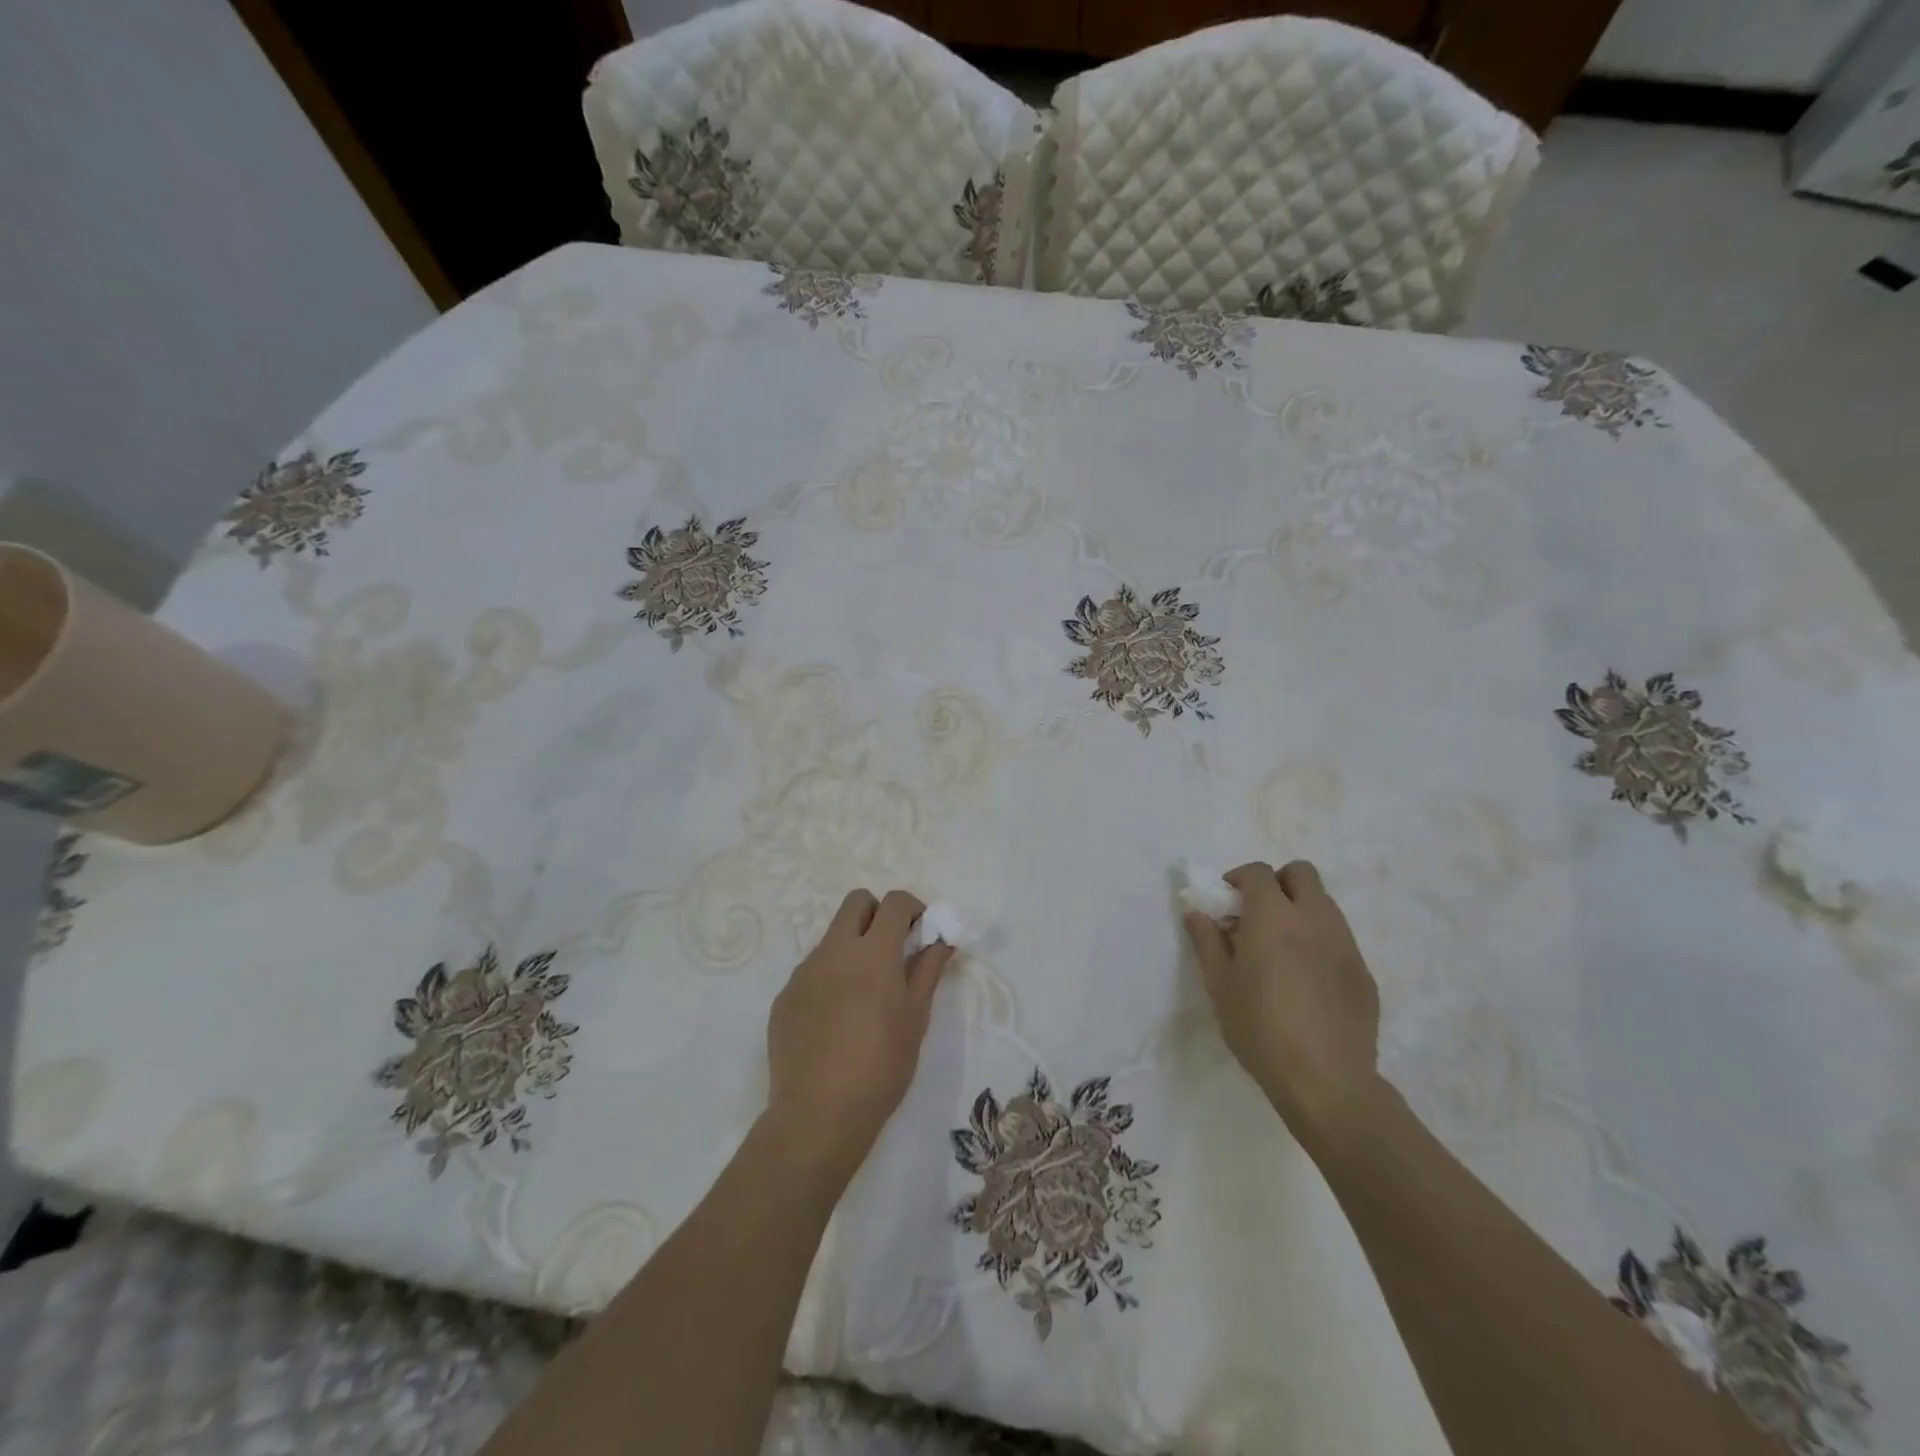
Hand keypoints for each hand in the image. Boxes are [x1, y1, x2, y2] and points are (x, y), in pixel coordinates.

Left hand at [764, 889, 956, 1181]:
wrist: (817, 1116)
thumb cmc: (881, 1067)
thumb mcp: (916, 1019)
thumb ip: (927, 970)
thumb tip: (941, 939)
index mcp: (873, 953)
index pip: (894, 903)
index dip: (912, 908)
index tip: (921, 932)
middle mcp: (834, 951)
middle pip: (856, 902)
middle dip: (878, 914)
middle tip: (892, 949)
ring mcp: (804, 972)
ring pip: (832, 937)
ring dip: (853, 947)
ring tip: (864, 995)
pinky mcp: (784, 996)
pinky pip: (812, 970)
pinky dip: (830, 978)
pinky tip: (836, 1021)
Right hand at [1183, 861, 1381, 1150]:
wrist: (1327, 1082)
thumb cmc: (1261, 1030)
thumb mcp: (1220, 986)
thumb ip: (1207, 942)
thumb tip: (1197, 913)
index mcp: (1274, 918)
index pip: (1258, 872)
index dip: (1239, 878)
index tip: (1226, 900)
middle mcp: (1314, 919)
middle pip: (1301, 873)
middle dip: (1277, 882)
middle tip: (1257, 913)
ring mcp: (1345, 944)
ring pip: (1324, 903)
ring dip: (1299, 909)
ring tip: (1280, 947)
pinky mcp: (1363, 972)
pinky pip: (1338, 938)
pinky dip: (1318, 941)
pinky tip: (1305, 979)